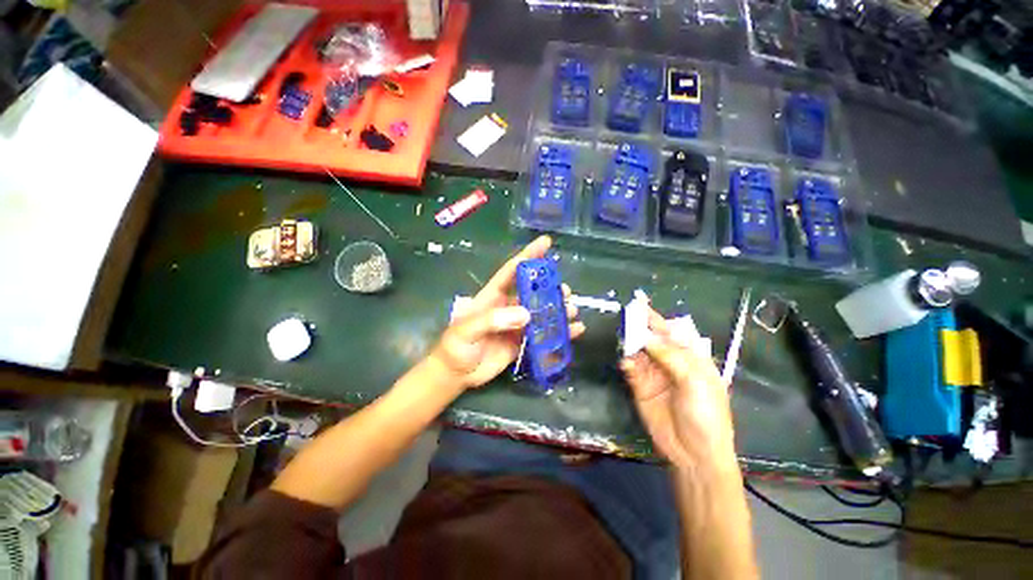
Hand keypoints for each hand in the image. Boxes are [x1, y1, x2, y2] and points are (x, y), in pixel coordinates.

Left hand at [428, 236, 584, 389]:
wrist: (457, 374)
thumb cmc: (456, 347)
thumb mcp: (467, 329)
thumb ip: (492, 320)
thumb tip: (526, 314)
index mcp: (493, 296)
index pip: (513, 270)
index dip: (528, 255)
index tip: (546, 242)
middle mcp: (507, 307)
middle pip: (532, 292)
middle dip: (550, 288)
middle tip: (565, 291)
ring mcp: (516, 325)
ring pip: (541, 313)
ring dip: (558, 310)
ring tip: (572, 311)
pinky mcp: (522, 342)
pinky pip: (544, 335)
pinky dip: (559, 333)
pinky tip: (574, 332)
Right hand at [620, 306, 736, 469]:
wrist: (694, 454)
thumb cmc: (706, 414)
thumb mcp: (695, 381)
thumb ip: (671, 356)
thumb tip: (646, 337)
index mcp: (690, 358)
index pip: (671, 331)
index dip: (655, 317)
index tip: (638, 303)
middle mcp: (670, 362)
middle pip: (651, 339)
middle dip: (638, 327)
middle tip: (624, 317)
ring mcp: (654, 375)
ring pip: (638, 352)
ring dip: (630, 344)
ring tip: (622, 337)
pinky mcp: (640, 388)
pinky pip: (631, 370)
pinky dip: (627, 364)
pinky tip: (626, 363)